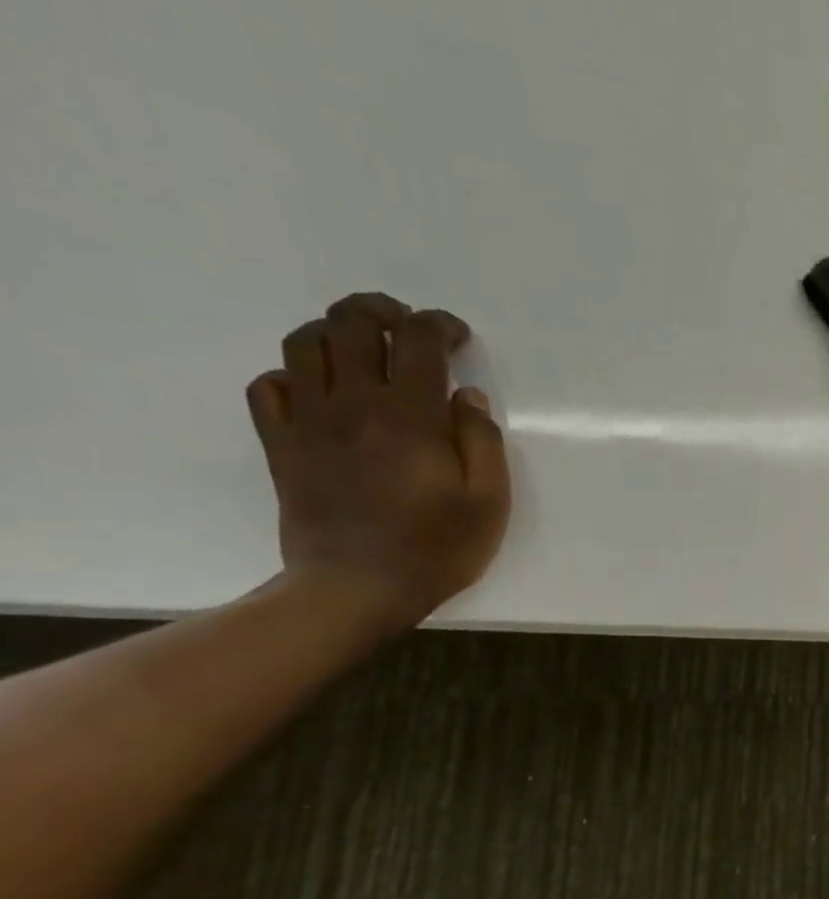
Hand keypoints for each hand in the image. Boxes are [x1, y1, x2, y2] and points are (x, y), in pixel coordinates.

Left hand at [246, 292, 510, 631]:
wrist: (357, 587)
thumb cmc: (437, 547)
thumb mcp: (488, 501)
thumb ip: (482, 441)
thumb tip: (468, 397)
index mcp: (410, 417)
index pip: (418, 341)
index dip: (439, 325)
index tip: (458, 337)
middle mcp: (353, 404)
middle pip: (351, 325)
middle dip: (382, 310)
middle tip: (407, 325)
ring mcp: (309, 422)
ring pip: (305, 345)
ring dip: (335, 331)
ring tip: (363, 347)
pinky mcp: (282, 445)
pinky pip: (269, 387)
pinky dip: (293, 374)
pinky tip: (320, 390)